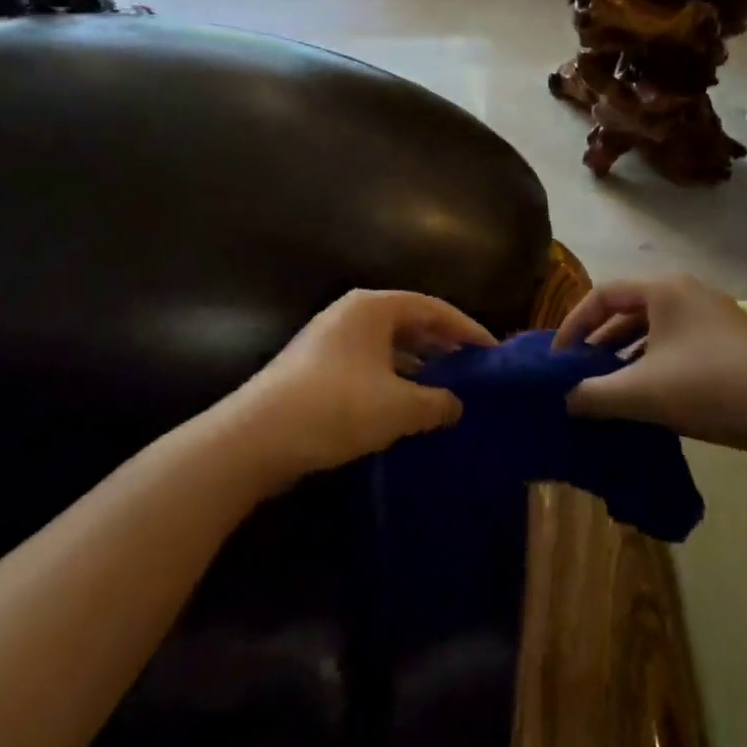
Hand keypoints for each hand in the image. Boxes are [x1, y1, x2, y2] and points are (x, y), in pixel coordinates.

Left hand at [238, 290, 493, 482]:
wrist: (254, 438)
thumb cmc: (335, 407)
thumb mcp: (398, 406)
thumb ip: (436, 402)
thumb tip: (456, 404)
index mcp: (374, 307)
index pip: (433, 308)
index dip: (467, 329)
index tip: (493, 352)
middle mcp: (352, 313)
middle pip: (410, 322)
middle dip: (442, 346)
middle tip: (473, 370)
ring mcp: (330, 339)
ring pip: (388, 345)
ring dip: (418, 366)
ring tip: (446, 390)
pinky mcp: (316, 368)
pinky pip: (369, 364)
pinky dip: (393, 379)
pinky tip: (406, 406)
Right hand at [554, 275, 746, 455]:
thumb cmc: (708, 387)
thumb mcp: (641, 393)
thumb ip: (594, 394)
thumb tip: (564, 399)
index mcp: (663, 290)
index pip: (603, 295)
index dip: (574, 325)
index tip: (558, 359)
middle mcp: (687, 292)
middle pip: (629, 310)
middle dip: (600, 342)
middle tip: (579, 374)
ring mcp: (713, 315)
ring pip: (655, 329)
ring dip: (627, 355)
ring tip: (609, 387)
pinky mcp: (731, 341)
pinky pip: (678, 343)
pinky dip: (655, 363)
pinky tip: (651, 395)